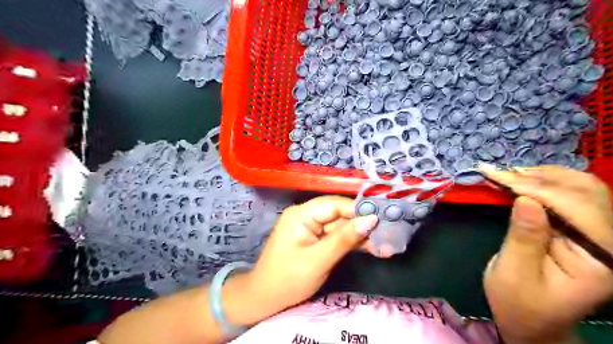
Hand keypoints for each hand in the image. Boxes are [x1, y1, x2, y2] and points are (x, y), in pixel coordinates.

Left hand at [244, 196, 379, 311]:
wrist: (266, 299)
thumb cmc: (287, 279)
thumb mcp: (317, 260)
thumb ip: (344, 239)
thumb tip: (371, 219)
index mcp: (301, 214)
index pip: (334, 204)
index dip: (358, 210)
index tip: (382, 218)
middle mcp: (307, 216)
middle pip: (340, 214)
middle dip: (363, 224)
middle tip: (388, 233)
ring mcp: (313, 228)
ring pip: (342, 226)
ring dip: (362, 235)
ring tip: (385, 244)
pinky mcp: (317, 240)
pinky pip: (338, 237)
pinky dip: (353, 243)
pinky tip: (372, 248)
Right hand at [479, 165, 612, 342]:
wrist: (530, 318)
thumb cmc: (519, 302)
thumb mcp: (514, 273)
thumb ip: (524, 237)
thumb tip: (525, 199)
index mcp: (602, 262)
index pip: (580, 211)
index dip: (539, 189)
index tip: (500, 176)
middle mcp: (611, 244)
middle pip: (587, 193)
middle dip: (540, 178)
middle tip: (501, 173)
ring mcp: (599, 235)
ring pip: (583, 188)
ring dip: (544, 176)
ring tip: (509, 174)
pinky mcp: (581, 229)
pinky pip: (571, 196)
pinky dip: (544, 183)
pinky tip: (522, 180)